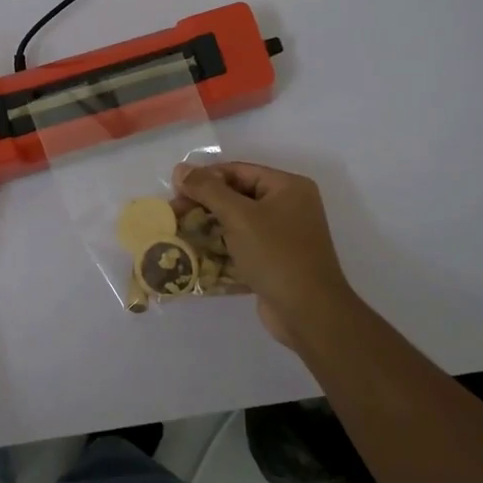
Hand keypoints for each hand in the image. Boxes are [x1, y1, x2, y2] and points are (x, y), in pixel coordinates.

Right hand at [174, 161, 359, 347]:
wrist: (309, 313)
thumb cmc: (276, 255)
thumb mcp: (239, 216)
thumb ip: (208, 190)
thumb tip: (180, 169)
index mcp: (287, 187)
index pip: (238, 171)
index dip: (205, 177)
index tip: (176, 191)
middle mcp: (289, 206)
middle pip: (237, 195)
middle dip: (204, 204)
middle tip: (174, 213)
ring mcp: (283, 235)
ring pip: (237, 222)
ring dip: (209, 227)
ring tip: (179, 232)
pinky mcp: (275, 260)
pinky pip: (243, 245)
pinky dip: (221, 248)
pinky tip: (196, 254)